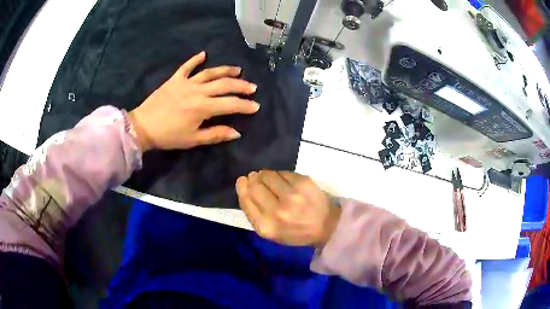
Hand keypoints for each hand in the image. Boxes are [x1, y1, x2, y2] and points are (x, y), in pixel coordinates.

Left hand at [129, 51, 259, 151]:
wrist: (143, 127)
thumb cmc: (169, 136)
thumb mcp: (193, 139)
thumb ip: (216, 134)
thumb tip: (236, 132)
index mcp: (203, 107)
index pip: (230, 104)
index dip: (245, 105)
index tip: (256, 106)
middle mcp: (198, 91)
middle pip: (224, 85)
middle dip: (241, 86)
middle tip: (253, 87)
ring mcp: (186, 83)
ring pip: (210, 73)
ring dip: (225, 70)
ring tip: (238, 70)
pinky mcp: (174, 79)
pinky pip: (186, 67)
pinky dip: (195, 59)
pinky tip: (203, 54)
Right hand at [235, 170, 340, 247]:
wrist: (326, 226)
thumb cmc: (296, 232)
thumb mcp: (272, 232)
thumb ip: (255, 213)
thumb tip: (245, 186)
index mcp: (266, 226)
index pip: (246, 200)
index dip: (242, 187)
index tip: (243, 181)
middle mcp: (277, 211)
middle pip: (254, 186)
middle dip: (252, 179)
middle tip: (255, 177)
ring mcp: (291, 195)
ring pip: (267, 175)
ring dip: (265, 174)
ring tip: (270, 179)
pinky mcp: (303, 183)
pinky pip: (283, 172)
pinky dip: (280, 174)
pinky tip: (283, 180)